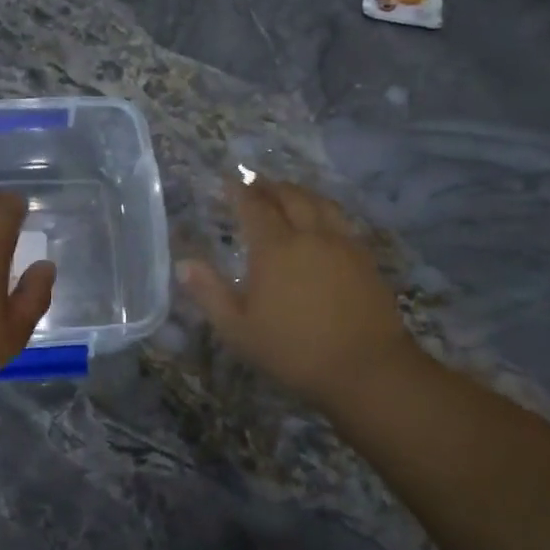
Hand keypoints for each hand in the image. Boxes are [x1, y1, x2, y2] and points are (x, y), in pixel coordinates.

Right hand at [178, 179, 423, 408]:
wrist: (366, 367)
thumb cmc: (293, 350)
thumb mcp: (238, 329)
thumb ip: (209, 293)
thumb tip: (184, 264)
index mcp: (275, 248)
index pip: (254, 207)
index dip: (239, 191)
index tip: (228, 182)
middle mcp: (310, 235)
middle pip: (290, 196)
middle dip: (270, 186)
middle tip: (255, 183)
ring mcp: (342, 244)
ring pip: (321, 203)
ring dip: (300, 192)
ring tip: (288, 193)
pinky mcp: (365, 258)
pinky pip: (341, 220)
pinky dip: (324, 209)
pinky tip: (321, 221)